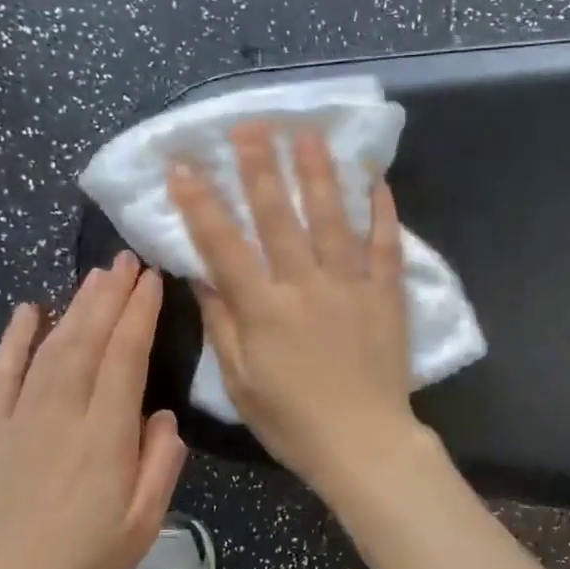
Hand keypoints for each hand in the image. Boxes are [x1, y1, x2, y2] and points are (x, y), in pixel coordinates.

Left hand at [0, 253, 185, 568]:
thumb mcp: (142, 526)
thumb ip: (161, 465)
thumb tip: (163, 416)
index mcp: (105, 437)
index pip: (125, 357)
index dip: (139, 314)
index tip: (152, 280)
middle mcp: (63, 415)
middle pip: (88, 340)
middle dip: (109, 295)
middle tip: (127, 259)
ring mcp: (21, 420)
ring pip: (51, 348)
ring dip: (75, 307)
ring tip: (95, 275)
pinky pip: (2, 375)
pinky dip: (14, 339)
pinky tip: (27, 310)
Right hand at [168, 123, 422, 494]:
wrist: (364, 443)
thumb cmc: (293, 421)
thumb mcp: (241, 382)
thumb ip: (223, 324)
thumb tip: (202, 275)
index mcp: (264, 309)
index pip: (224, 245)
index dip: (200, 203)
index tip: (182, 165)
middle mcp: (306, 286)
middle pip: (280, 217)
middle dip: (261, 168)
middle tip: (250, 125)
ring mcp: (351, 287)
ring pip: (333, 219)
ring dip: (319, 174)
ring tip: (309, 135)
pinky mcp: (387, 296)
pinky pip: (386, 246)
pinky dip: (382, 213)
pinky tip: (376, 181)